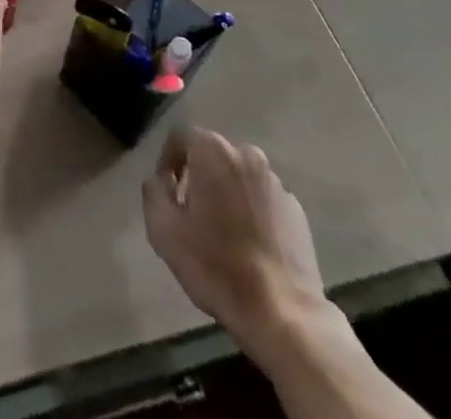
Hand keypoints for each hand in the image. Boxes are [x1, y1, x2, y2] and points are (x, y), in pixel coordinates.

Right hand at [142, 128, 326, 334]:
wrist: (284, 315)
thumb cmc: (217, 266)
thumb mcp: (163, 230)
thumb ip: (154, 191)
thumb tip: (162, 179)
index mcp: (214, 151)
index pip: (181, 136)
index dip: (168, 159)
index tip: (167, 191)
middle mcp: (247, 155)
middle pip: (212, 155)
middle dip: (198, 176)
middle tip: (191, 213)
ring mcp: (276, 182)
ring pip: (239, 176)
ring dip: (226, 193)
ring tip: (222, 232)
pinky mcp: (296, 210)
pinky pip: (262, 199)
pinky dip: (251, 211)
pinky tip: (248, 245)